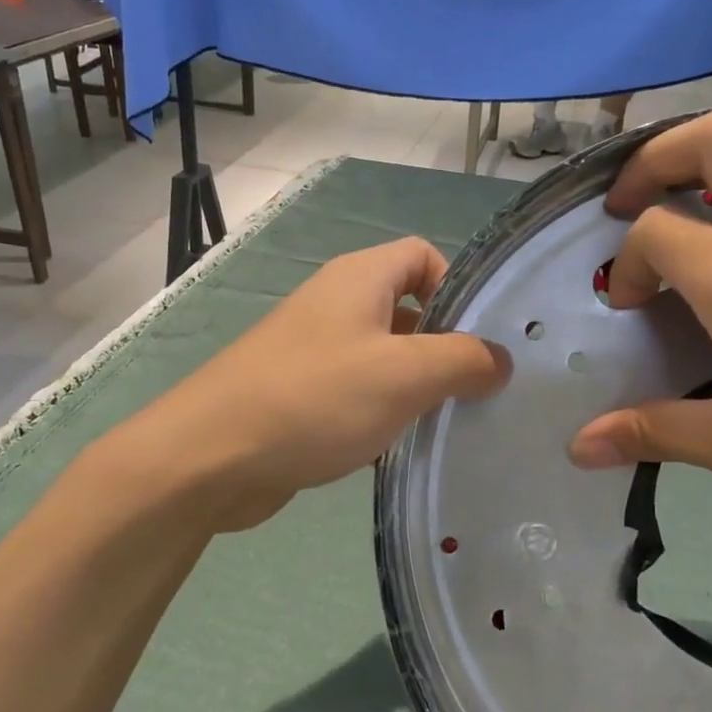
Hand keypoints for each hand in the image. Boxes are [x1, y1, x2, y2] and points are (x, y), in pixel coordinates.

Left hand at [148, 238, 510, 530]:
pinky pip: (357, 392)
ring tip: (447, 423)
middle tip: (477, 390)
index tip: (479, 339)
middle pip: (408, 307)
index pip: (424, 254)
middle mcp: (336, 304)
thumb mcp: (404, 374)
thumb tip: (500, 360)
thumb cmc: (315, 399)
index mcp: (360, 278)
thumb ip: (464, 360)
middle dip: (444, 345)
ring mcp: (314, 351)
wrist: (211, 456)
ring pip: (384, 356)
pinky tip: (398, 448)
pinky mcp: (301, 394)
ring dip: (415, 386)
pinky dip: (382, 413)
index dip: (458, 286)